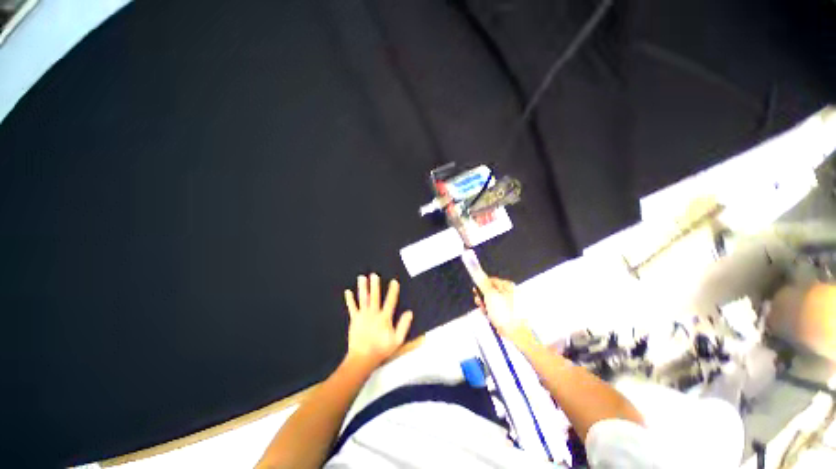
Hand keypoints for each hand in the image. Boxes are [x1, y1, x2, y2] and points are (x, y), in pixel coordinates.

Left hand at [344, 274, 412, 368]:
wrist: (362, 359)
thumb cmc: (381, 350)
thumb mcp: (397, 340)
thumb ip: (404, 326)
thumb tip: (409, 313)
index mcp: (384, 318)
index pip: (390, 301)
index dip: (393, 291)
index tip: (394, 281)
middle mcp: (373, 314)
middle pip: (375, 297)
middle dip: (375, 285)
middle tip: (374, 275)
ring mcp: (362, 316)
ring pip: (363, 299)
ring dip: (362, 288)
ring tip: (362, 277)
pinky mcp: (354, 320)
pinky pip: (352, 308)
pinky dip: (349, 300)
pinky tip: (348, 292)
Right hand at [474, 277, 532, 343]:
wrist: (516, 333)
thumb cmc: (505, 313)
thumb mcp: (490, 295)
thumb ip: (483, 283)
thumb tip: (477, 271)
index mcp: (509, 286)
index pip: (492, 280)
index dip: (482, 285)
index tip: (476, 290)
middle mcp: (511, 293)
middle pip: (492, 291)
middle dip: (483, 296)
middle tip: (479, 301)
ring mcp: (511, 304)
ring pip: (493, 301)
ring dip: (486, 305)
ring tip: (485, 311)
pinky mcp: (510, 314)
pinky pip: (498, 309)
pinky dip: (492, 312)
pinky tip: (490, 316)